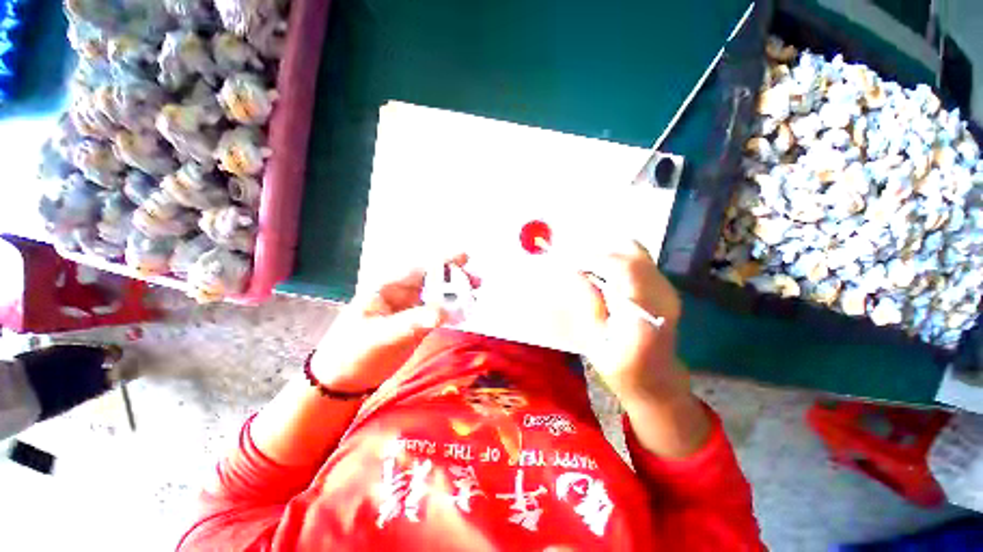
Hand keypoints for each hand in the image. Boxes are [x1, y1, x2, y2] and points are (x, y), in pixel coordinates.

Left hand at [309, 255, 471, 391]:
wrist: (344, 380)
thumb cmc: (353, 351)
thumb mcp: (380, 335)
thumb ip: (412, 321)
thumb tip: (444, 312)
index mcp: (388, 288)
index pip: (419, 269)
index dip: (442, 262)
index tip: (464, 257)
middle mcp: (402, 295)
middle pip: (433, 281)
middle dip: (455, 279)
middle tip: (477, 282)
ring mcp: (411, 311)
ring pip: (438, 297)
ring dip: (457, 296)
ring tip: (476, 297)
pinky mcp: (417, 325)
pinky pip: (438, 314)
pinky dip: (453, 312)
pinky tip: (465, 313)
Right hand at [579, 241, 709, 457]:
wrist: (658, 381)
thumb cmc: (622, 369)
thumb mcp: (596, 344)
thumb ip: (588, 306)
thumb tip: (574, 273)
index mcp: (644, 313)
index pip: (623, 268)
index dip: (594, 259)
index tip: (569, 264)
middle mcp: (661, 295)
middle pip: (631, 252)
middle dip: (598, 253)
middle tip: (576, 265)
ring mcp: (666, 289)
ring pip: (636, 252)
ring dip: (607, 254)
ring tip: (586, 269)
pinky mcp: (664, 288)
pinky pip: (638, 261)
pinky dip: (616, 260)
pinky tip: (602, 275)